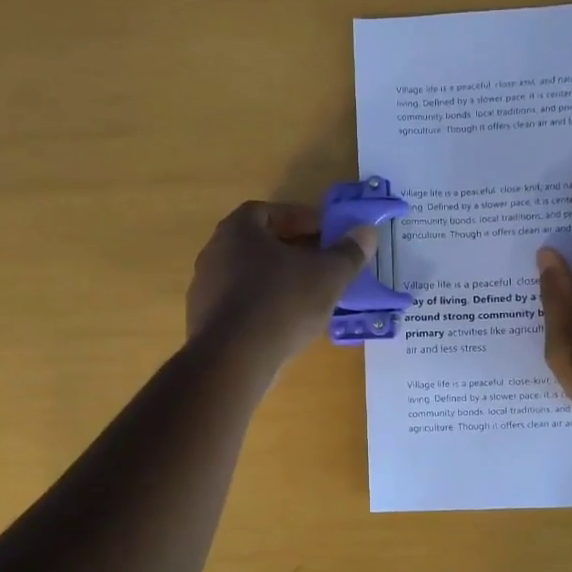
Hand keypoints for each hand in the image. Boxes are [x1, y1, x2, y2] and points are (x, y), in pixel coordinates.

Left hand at [187, 200, 377, 368]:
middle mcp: (215, 252)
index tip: (325, 233)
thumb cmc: (282, 303)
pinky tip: (285, 324)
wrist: (233, 359)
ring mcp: (205, 289)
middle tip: (321, 263)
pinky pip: (240, 304)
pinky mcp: (205, 321)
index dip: (300, 219)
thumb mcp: (328, 276)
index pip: (269, 211)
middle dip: (291, 250)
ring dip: (277, 280)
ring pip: (249, 276)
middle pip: (258, 244)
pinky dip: (263, 307)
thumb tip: (367, 232)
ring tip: (308, 296)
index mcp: (238, 230)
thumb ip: (349, 252)